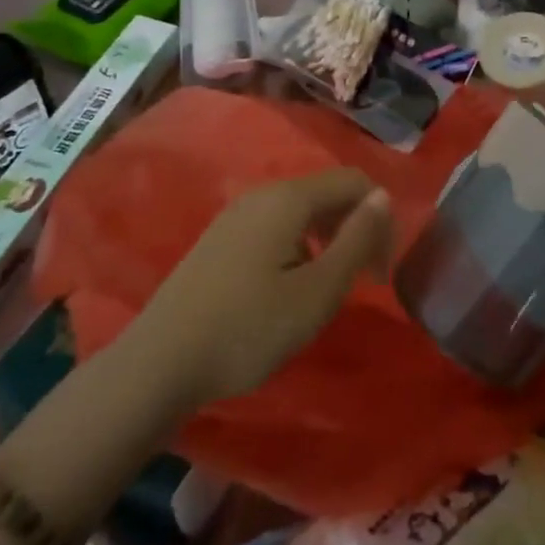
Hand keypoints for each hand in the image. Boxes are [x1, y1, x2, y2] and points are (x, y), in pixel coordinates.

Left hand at [132, 169, 393, 408]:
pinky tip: (290, 288)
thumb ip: (356, 239)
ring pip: (302, 211)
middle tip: (364, 280)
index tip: (382, 270)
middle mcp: (262, 194)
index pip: (354, 182)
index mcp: (288, 198)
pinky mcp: (221, 238)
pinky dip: (300, 246)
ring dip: (329, 239)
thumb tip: (384, 197)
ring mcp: (236, 215)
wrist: (160, 362)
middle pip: (327, 193)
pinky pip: (276, 226)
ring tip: (329, 287)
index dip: (379, 219)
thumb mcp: (317, 292)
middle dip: (356, 228)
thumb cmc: (248, 329)